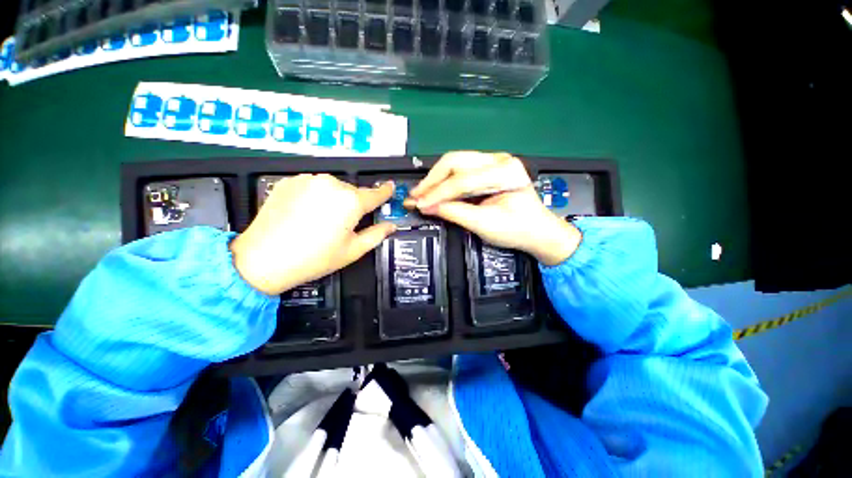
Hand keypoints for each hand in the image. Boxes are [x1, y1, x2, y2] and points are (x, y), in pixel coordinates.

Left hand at [230, 175, 395, 294]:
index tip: (390, 187)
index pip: (376, 193)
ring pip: (333, 187)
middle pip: (353, 192)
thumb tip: (391, 226)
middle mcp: (332, 184)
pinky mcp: (290, 181)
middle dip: (354, 204)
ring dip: (334, 199)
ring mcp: (309, 180)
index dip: (385, 192)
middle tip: (345, 224)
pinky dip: (316, 195)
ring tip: (322, 220)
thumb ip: (377, 234)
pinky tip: (305, 213)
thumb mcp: (353, 250)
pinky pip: (313, 185)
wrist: (263, 258)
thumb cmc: (315, 258)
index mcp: (351, 201)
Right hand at [409, 151, 580, 265]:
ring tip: (421, 193)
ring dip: (436, 179)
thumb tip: (426, 207)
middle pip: (455, 161)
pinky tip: (434, 190)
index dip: (437, 193)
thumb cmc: (517, 230)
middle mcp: (499, 160)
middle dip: (432, 180)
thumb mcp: (484, 224)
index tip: (419, 204)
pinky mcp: (488, 169)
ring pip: (455, 162)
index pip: (462, 180)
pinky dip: (445, 181)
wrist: (538, 232)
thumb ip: (454, 213)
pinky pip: (460, 170)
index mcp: (505, 172)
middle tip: (416, 195)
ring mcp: (494, 162)